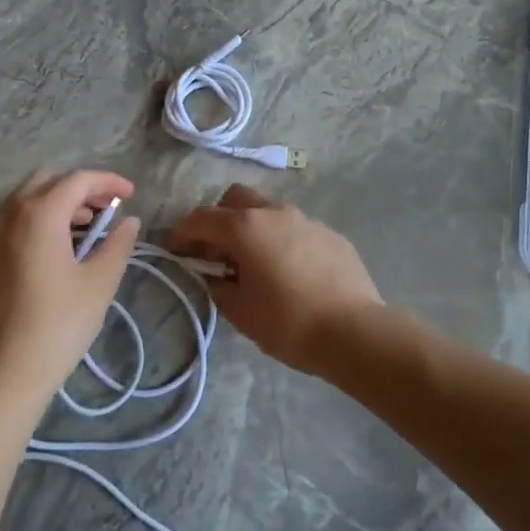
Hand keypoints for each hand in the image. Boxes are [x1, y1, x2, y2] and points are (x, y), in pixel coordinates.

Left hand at [0, 169, 141, 404]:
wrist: (1, 374)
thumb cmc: (57, 325)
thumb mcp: (99, 283)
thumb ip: (117, 245)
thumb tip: (129, 222)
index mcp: (39, 214)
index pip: (78, 180)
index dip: (109, 182)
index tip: (131, 195)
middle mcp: (9, 215)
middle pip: (47, 181)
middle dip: (80, 188)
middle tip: (107, 208)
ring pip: (27, 200)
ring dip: (59, 204)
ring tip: (88, 228)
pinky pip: (14, 222)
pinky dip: (39, 220)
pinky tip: (59, 249)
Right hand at [168, 184, 381, 374]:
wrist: (354, 331)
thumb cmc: (288, 323)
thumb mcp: (240, 311)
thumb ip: (218, 286)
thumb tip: (214, 276)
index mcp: (246, 227)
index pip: (202, 219)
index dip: (182, 233)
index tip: (175, 250)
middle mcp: (275, 213)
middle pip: (236, 199)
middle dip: (219, 218)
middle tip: (216, 251)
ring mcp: (307, 220)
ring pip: (269, 211)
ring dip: (253, 228)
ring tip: (255, 262)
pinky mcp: (331, 234)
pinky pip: (296, 228)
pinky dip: (282, 240)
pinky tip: (290, 271)